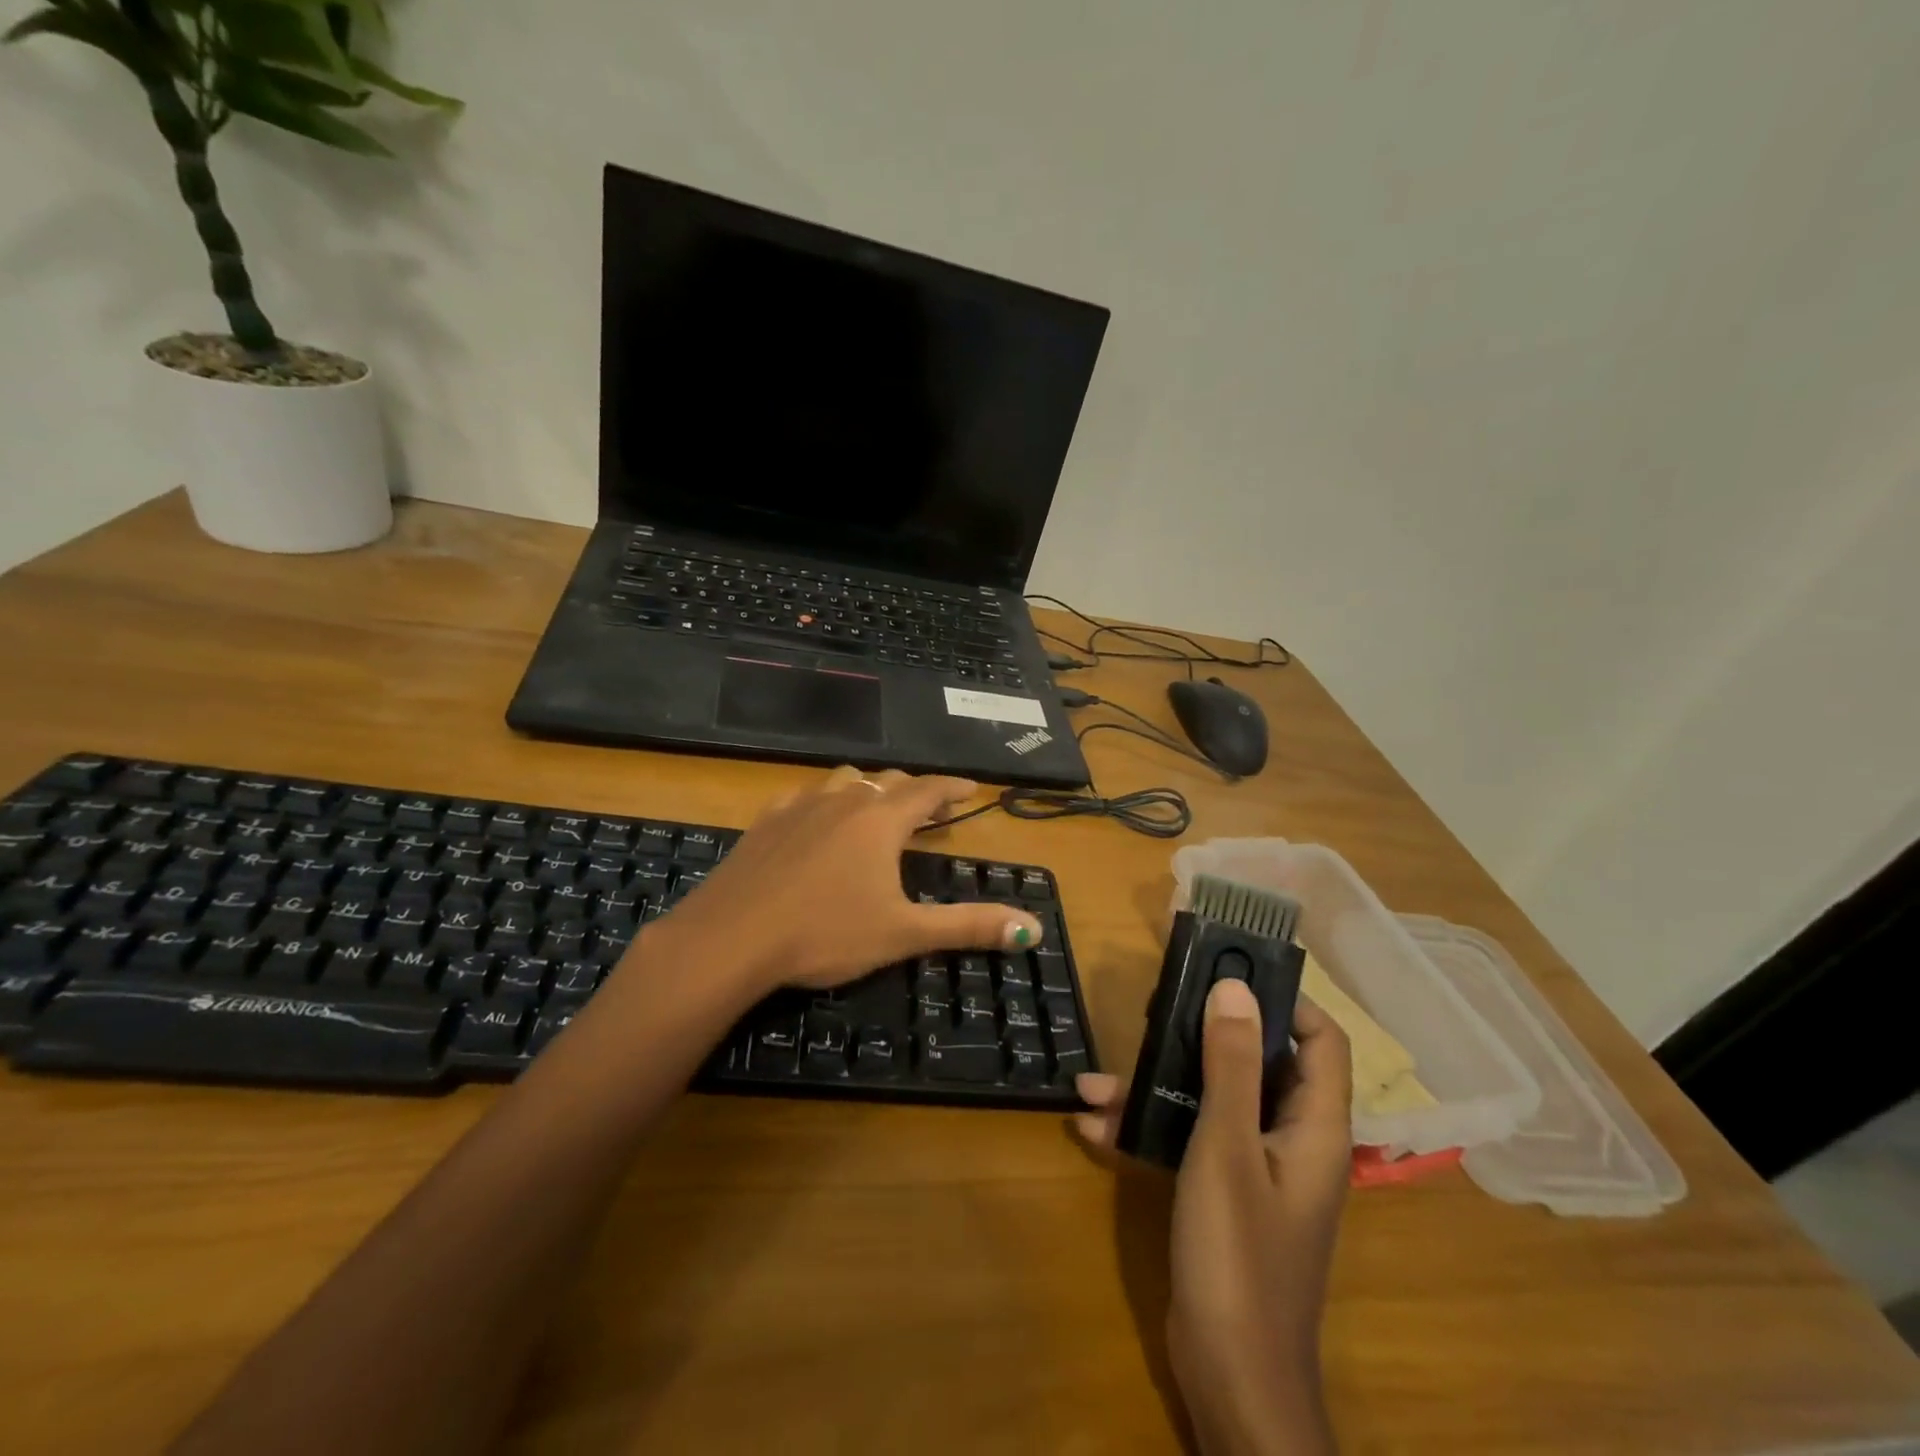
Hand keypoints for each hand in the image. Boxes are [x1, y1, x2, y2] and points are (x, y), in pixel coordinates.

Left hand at [662, 765, 1043, 994]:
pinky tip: (816, 818)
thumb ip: (969, 926)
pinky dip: (824, 800)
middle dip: (915, 791)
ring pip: (844, 780)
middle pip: (888, 781)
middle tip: (932, 809)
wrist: (732, 937)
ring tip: (877, 809)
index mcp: (881, 821)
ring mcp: (800, 806)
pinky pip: (803, 795)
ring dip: (869, 788)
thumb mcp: (904, 933)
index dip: (953, 787)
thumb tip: (1033, 927)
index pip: (928, 790)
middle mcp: (844, 801)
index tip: (971, 787)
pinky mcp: (766, 821)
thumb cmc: (825, 933)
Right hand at [1078, 982, 1352, 1455]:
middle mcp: (1291, 1140)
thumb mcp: (1226, 1146)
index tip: (1232, 973)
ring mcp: (1255, 1169)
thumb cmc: (1239, 1253)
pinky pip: (1189, 1139)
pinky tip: (1094, 1125)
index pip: (1321, 1042)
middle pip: (1259, 1064)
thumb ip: (1230, 1064)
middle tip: (1156, 1010)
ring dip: (1159, 1086)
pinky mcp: (1222, 1193)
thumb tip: (1235, 987)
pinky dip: (1149, 1128)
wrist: (1230, 1377)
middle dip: (1203, 1036)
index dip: (1287, 1002)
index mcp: (1313, 1127)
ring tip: (1097, 1079)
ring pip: (1212, 1101)